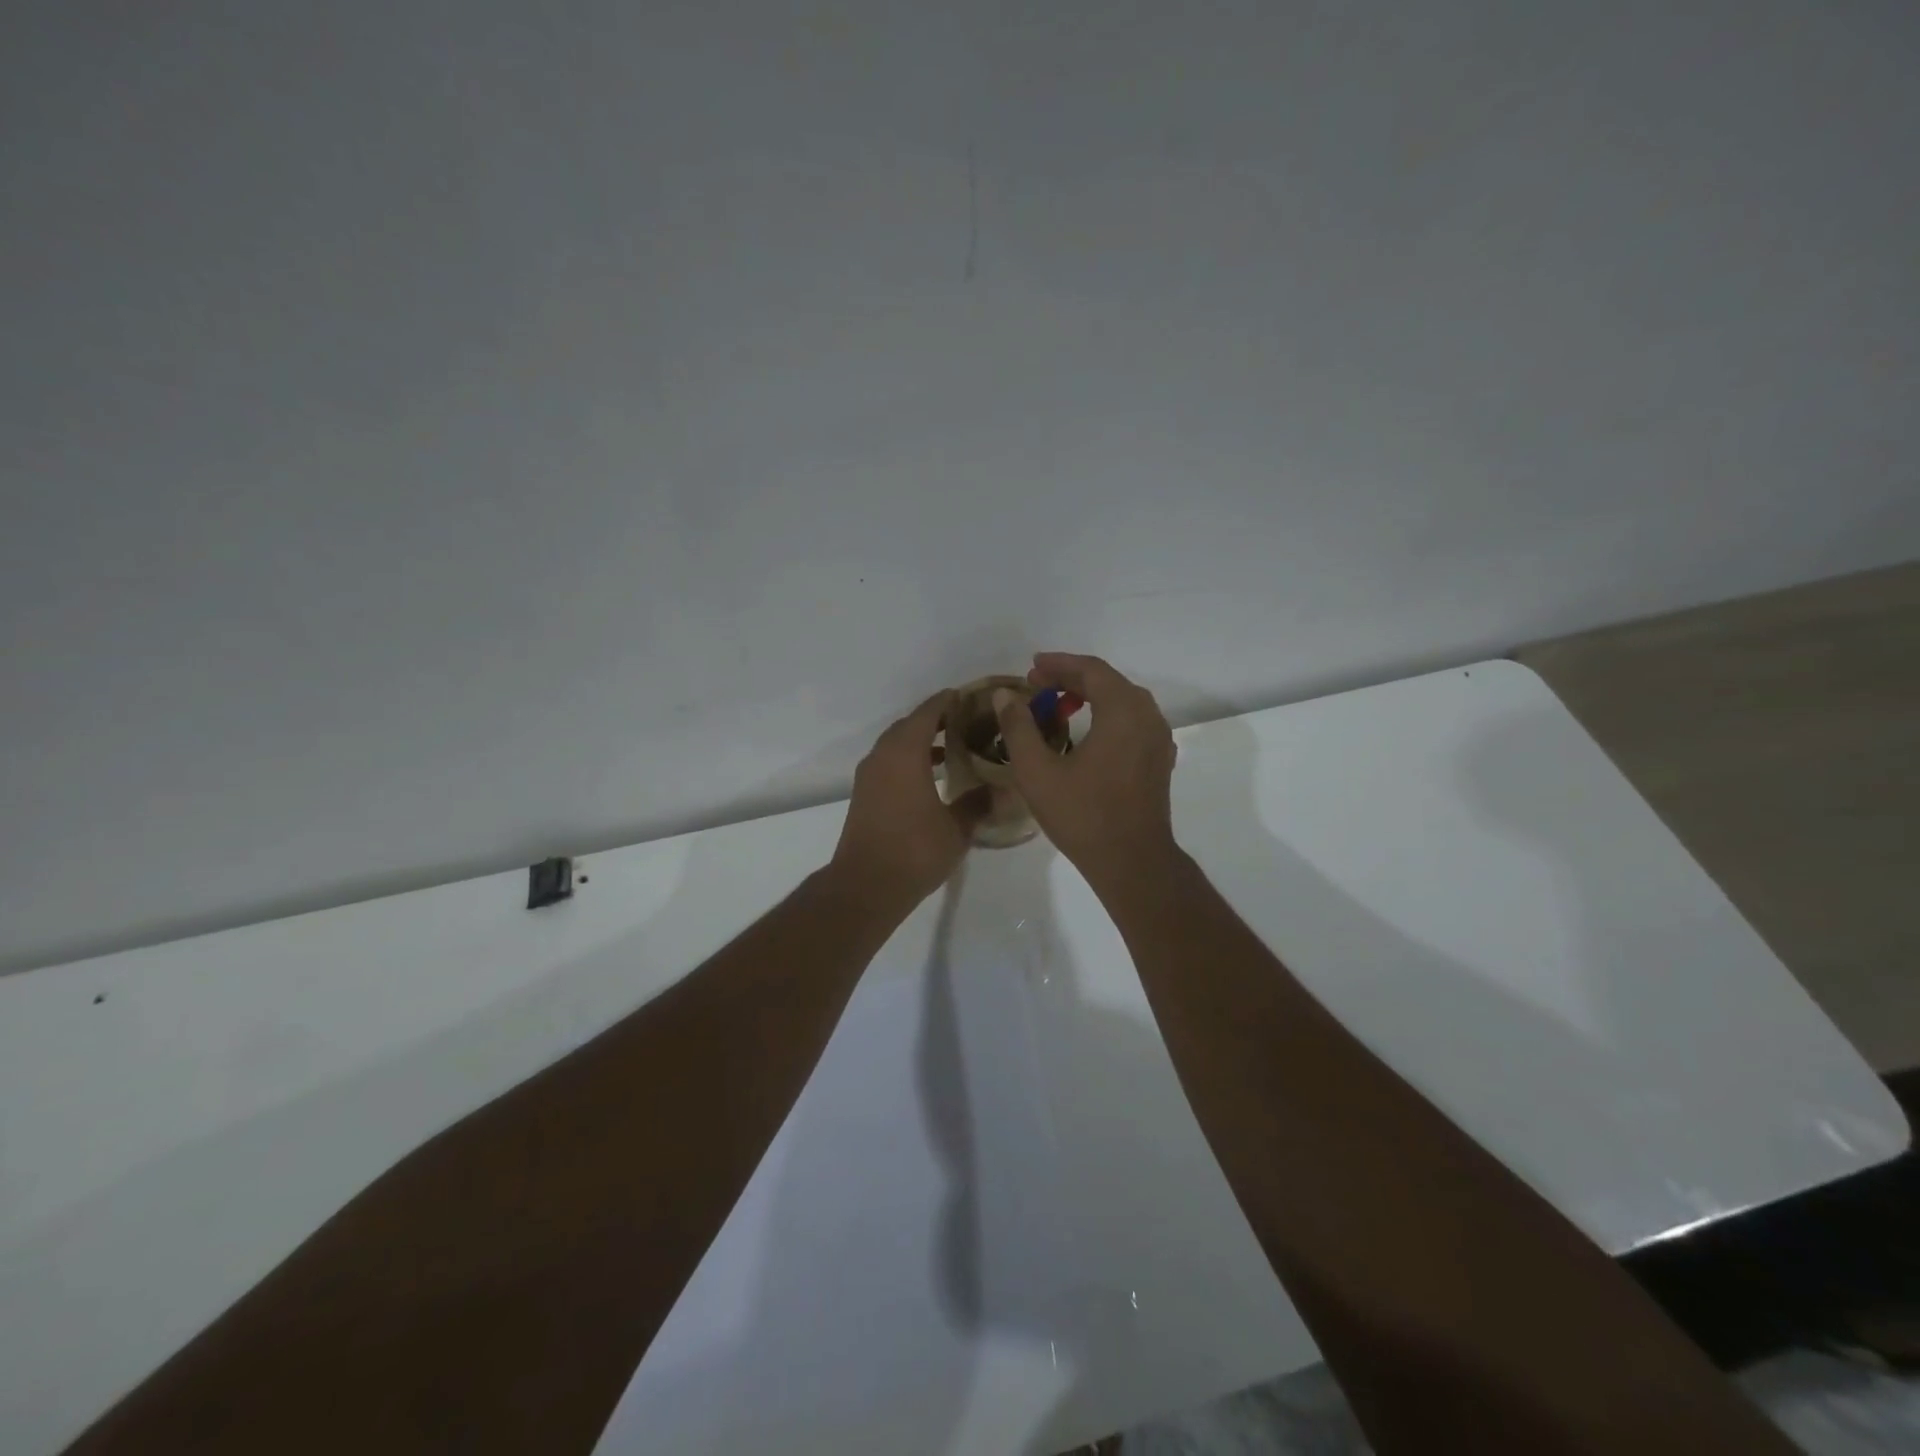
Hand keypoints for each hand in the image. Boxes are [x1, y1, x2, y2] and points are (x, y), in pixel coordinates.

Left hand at [830, 690, 980, 907]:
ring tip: (954, 746)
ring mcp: (870, 775)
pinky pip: (890, 762)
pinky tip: (932, 776)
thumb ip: (978, 803)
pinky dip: (910, 759)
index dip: (949, 701)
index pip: (928, 712)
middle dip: (936, 719)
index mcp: (905, 753)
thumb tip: (1002, 789)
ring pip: (897, 744)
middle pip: (910, 724)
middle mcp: (883, 755)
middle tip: (968, 722)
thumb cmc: (914, 851)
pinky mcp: (865, 794)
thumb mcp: (957, 828)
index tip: (971, 697)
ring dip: (922, 740)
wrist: (866, 885)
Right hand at [994, 653, 1181, 889]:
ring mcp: (1158, 739)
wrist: (1132, 861)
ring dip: (1090, 696)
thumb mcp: (1037, 771)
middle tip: (1037, 685)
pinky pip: (1132, 722)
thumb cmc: (1083, 815)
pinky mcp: (1159, 760)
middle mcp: (1147, 716)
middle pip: (1108, 682)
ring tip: (1057, 706)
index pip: (1090, 670)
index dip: (1058, 664)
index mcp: (1123, 710)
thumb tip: (1005, 696)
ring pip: (1122, 701)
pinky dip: (1106, 716)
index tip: (1031, 667)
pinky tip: (1086, 734)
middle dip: (1071, 678)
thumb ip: (1018, 727)